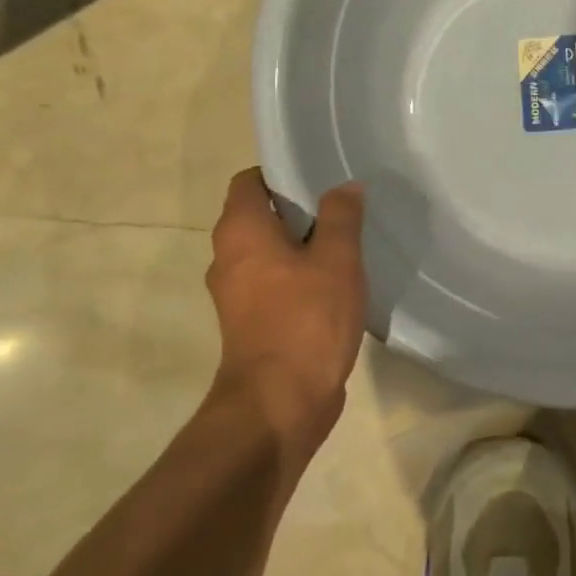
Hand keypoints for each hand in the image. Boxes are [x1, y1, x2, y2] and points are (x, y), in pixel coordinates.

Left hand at [205, 169, 367, 458]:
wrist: (280, 403)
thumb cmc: (306, 319)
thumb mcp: (336, 259)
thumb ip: (341, 217)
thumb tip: (344, 187)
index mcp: (240, 232)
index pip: (250, 181)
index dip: (282, 172)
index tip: (320, 175)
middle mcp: (228, 257)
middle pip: (260, 215)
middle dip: (300, 207)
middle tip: (344, 205)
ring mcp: (237, 293)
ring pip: (269, 250)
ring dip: (302, 243)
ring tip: (346, 240)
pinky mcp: (251, 321)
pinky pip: (274, 280)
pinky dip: (299, 273)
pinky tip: (337, 280)